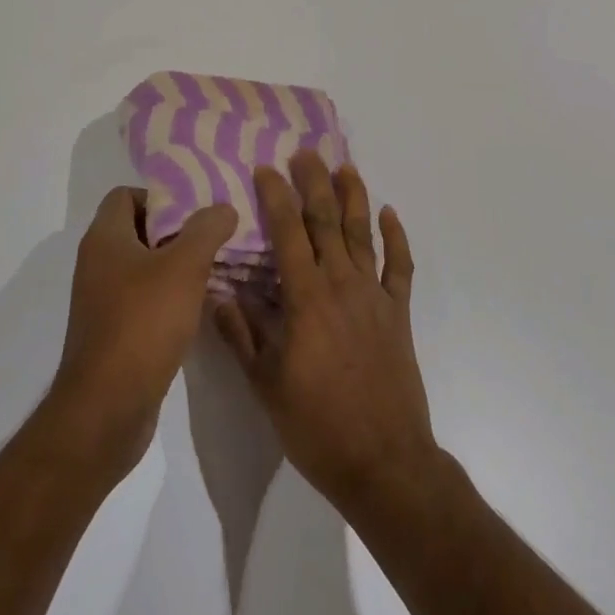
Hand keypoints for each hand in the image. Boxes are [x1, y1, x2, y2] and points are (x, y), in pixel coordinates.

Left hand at [48, 186, 238, 477]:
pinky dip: (168, 296)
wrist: (107, 408)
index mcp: (105, 238)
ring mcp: (102, 300)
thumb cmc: (143, 323)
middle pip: (138, 229)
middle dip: (176, 229)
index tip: (196, 209)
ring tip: (215, 267)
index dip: (160, 195)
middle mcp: (97, 263)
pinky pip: (143, 298)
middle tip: (214, 234)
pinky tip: (198, 305)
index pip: (125, 194)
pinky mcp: (113, 331)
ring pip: (143, 266)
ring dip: (176, 264)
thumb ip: (206, 230)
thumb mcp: (184, 267)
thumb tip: (222, 207)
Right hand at [213, 150, 435, 512]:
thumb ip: (240, 336)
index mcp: (306, 298)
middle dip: (314, 183)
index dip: (276, 197)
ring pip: (363, 235)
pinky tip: (390, 214)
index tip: (265, 168)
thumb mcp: (264, 385)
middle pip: (327, 222)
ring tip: (346, 167)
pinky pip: (399, 267)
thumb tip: (215, 294)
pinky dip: (396, 238)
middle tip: (305, 152)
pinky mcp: (398, 313)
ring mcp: (374, 297)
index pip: (288, 233)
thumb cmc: (316, 425)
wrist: (383, 462)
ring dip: (354, 198)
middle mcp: (341, 285)